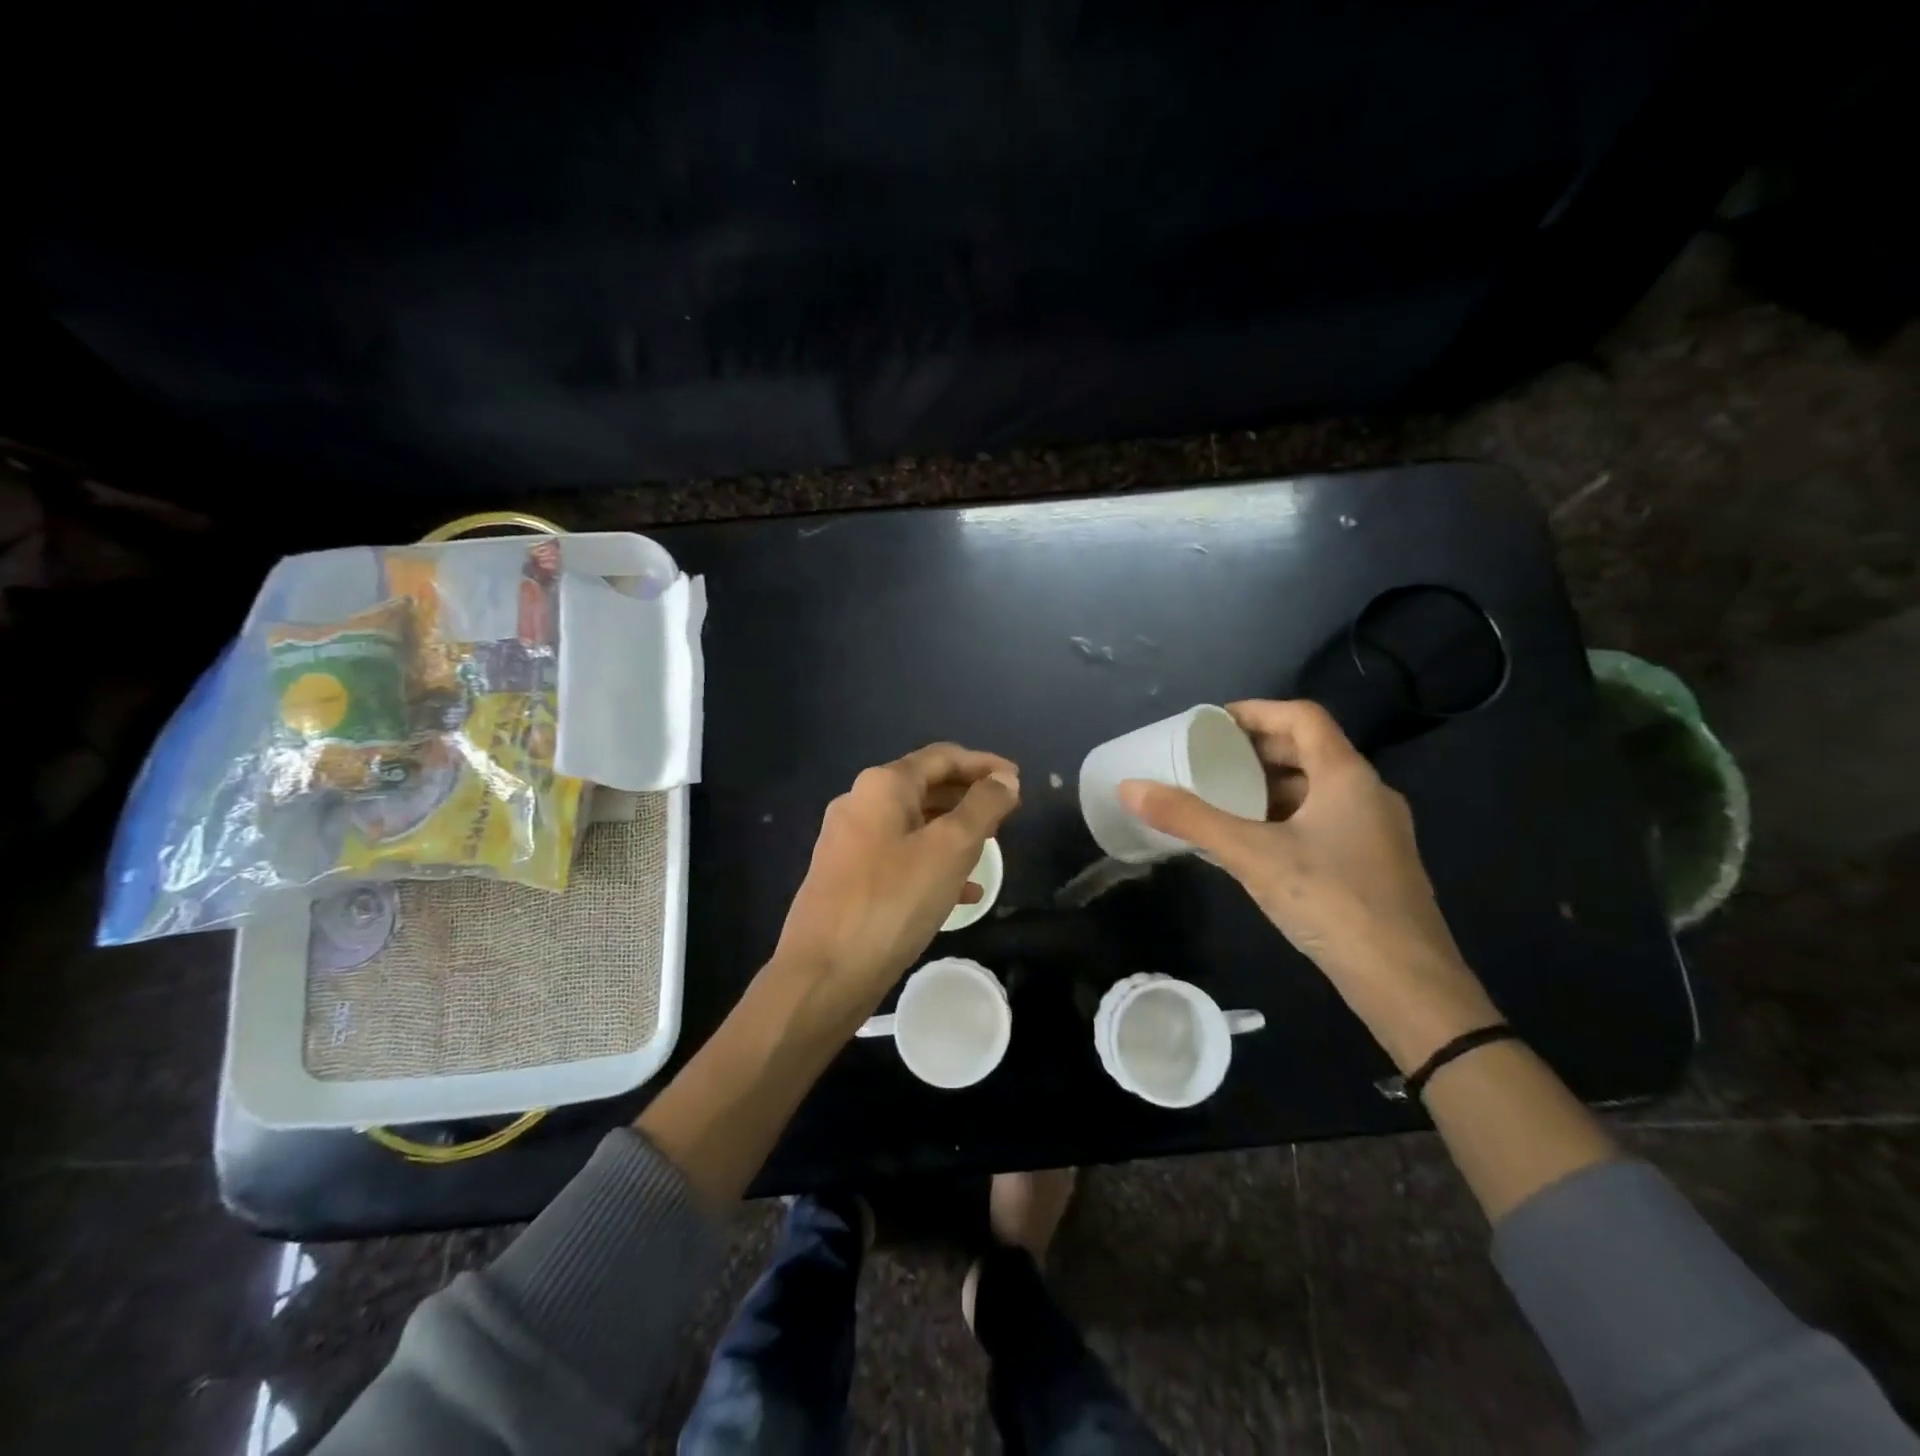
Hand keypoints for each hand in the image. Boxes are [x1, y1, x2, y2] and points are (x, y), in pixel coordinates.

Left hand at [774, 743, 1020, 1023]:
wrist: (824, 973)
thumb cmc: (893, 901)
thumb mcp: (950, 848)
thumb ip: (983, 807)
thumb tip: (1005, 779)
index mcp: (882, 786)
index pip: (942, 757)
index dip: (984, 764)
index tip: (1017, 780)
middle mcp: (860, 804)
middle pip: (926, 787)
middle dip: (969, 797)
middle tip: (1007, 814)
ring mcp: (849, 843)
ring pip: (914, 825)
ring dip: (953, 832)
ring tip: (990, 849)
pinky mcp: (848, 879)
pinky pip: (899, 858)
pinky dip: (932, 865)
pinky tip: (963, 894)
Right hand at [1119, 700, 1499, 1069]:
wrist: (1406, 982)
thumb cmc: (1331, 901)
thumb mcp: (1251, 855)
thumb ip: (1190, 819)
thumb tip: (1130, 788)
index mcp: (1346, 775)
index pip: (1301, 717)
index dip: (1256, 711)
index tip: (1211, 724)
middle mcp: (1368, 793)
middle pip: (1308, 750)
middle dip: (1256, 750)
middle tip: (1209, 760)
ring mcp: (1376, 830)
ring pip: (1317, 789)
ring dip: (1270, 786)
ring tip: (1223, 798)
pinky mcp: (1374, 864)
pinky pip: (1323, 820)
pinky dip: (1285, 817)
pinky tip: (1255, 843)